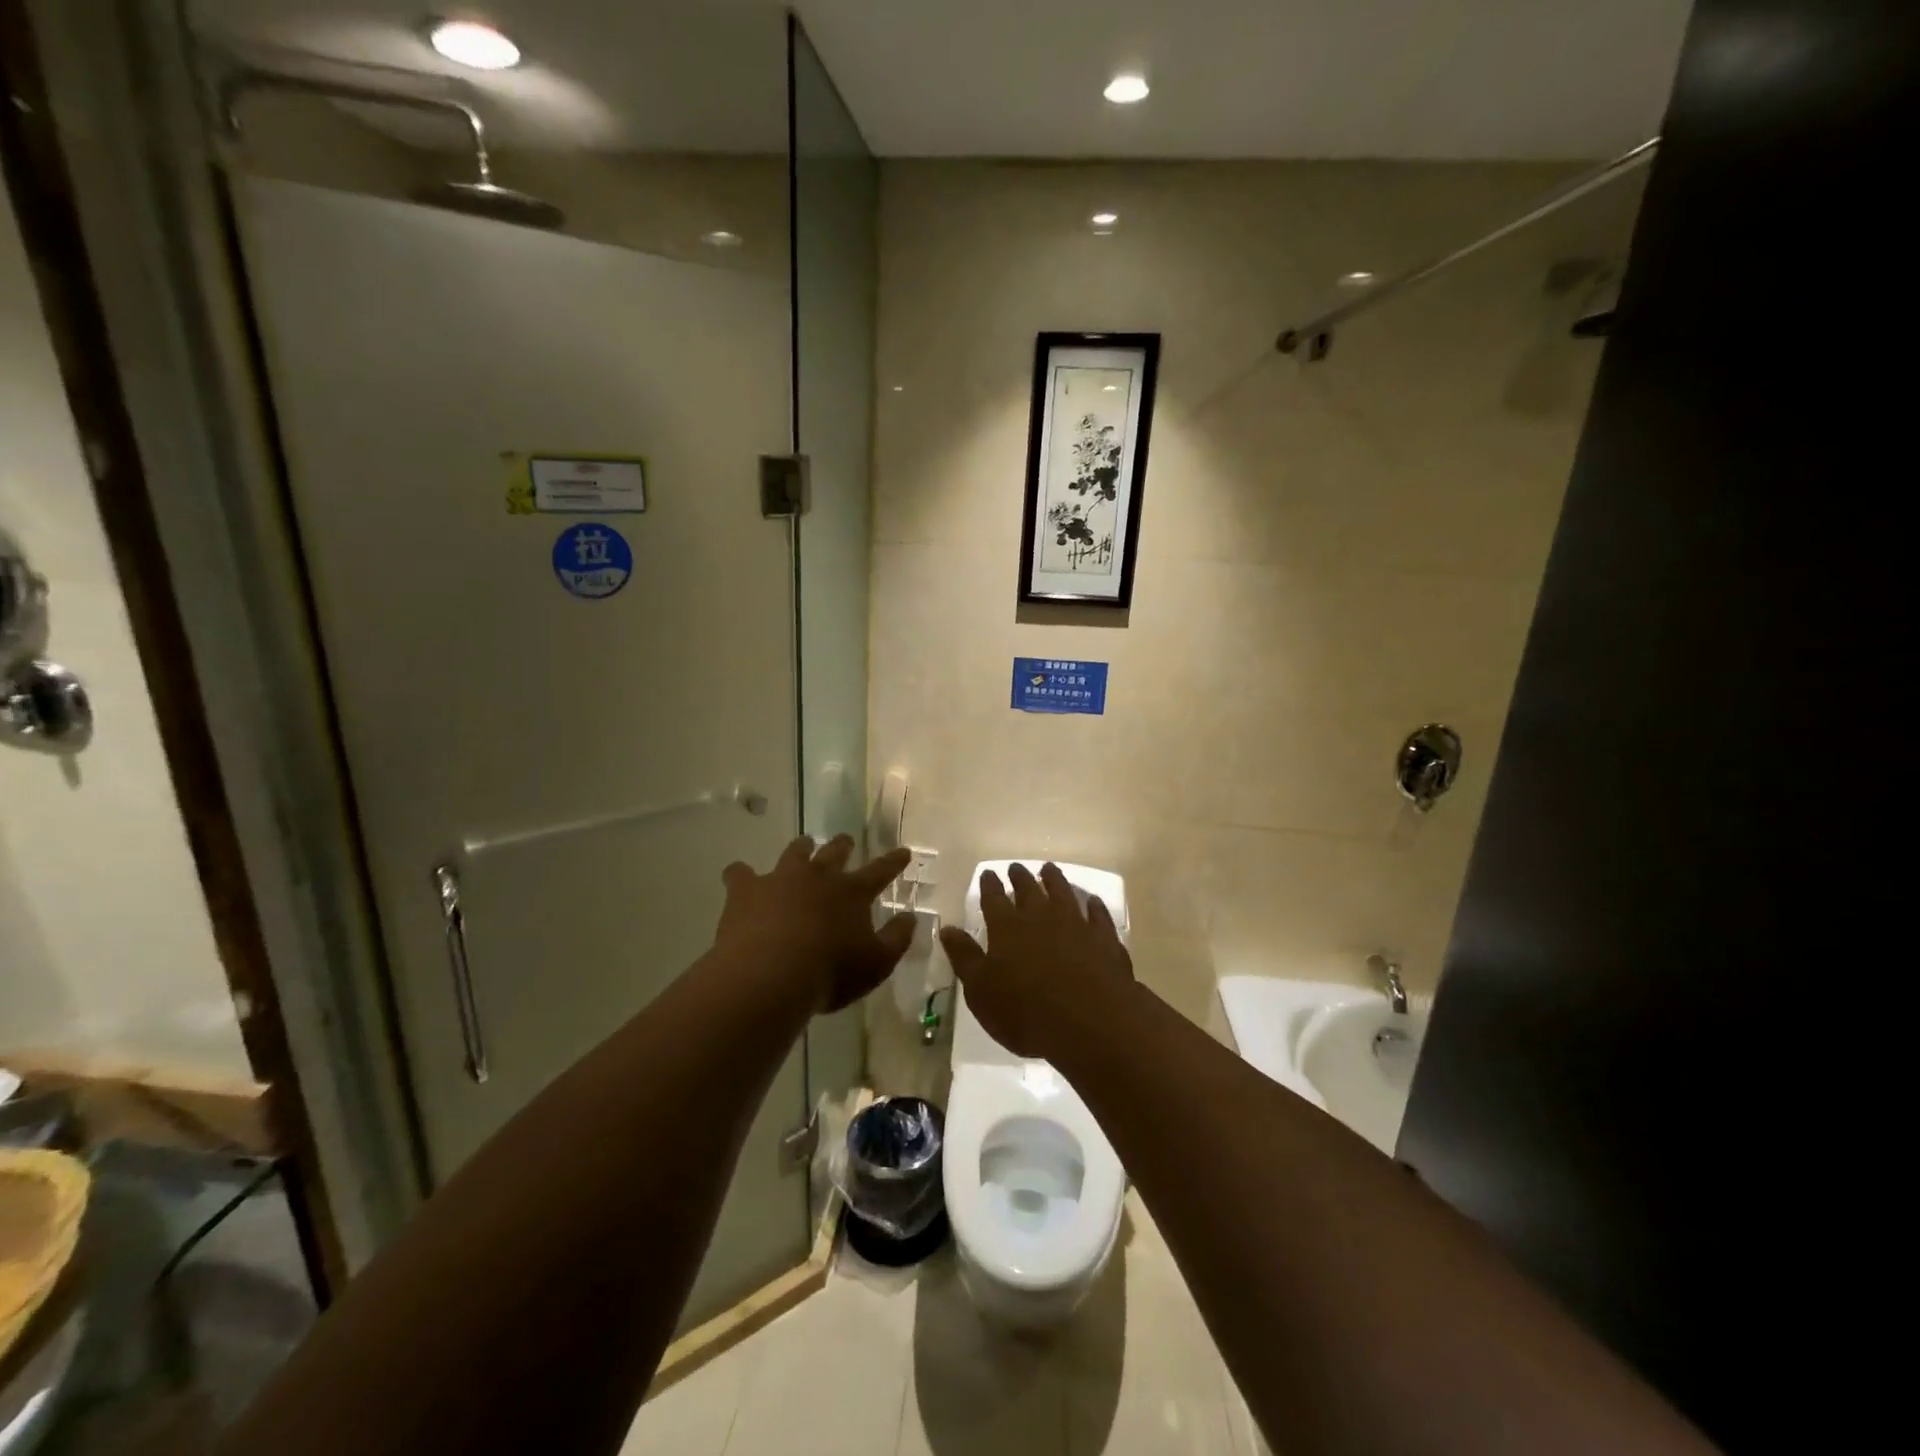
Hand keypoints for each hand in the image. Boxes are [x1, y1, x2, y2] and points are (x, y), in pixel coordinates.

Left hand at [716, 836, 914, 1013]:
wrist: (770, 975)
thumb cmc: (830, 973)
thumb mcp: (877, 964)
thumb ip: (897, 939)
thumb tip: (911, 917)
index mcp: (852, 892)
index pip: (881, 871)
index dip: (894, 862)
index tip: (903, 851)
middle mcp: (819, 876)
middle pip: (834, 852)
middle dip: (843, 845)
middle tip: (846, 841)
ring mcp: (781, 879)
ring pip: (794, 853)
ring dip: (801, 848)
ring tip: (803, 845)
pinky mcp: (746, 890)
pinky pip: (740, 874)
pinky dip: (741, 874)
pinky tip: (738, 876)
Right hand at [937, 862, 1135, 1058]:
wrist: (1090, 1022)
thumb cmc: (1025, 1011)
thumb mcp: (981, 991)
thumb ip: (965, 957)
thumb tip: (946, 929)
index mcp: (1007, 927)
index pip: (994, 898)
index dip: (989, 885)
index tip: (988, 874)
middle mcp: (1041, 917)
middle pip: (1029, 889)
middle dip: (1020, 877)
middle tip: (1016, 867)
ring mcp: (1076, 924)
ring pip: (1063, 893)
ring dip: (1055, 880)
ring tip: (1049, 869)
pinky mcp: (1104, 939)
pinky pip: (1098, 915)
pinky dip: (1093, 906)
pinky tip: (1092, 901)